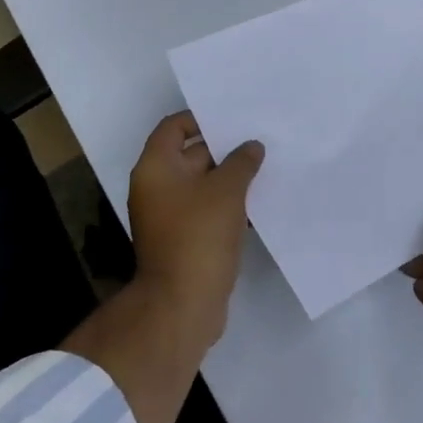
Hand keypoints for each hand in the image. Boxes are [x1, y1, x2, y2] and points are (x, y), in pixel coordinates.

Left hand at [126, 112, 264, 347]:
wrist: (182, 305)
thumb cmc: (198, 236)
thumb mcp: (226, 191)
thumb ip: (241, 162)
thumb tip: (251, 146)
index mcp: (156, 167)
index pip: (174, 127)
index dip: (201, 118)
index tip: (233, 118)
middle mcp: (157, 187)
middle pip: (190, 154)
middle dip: (224, 148)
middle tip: (259, 139)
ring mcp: (169, 215)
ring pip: (202, 184)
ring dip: (229, 177)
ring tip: (265, 166)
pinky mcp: (183, 239)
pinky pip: (206, 209)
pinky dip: (227, 203)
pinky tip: (258, 201)